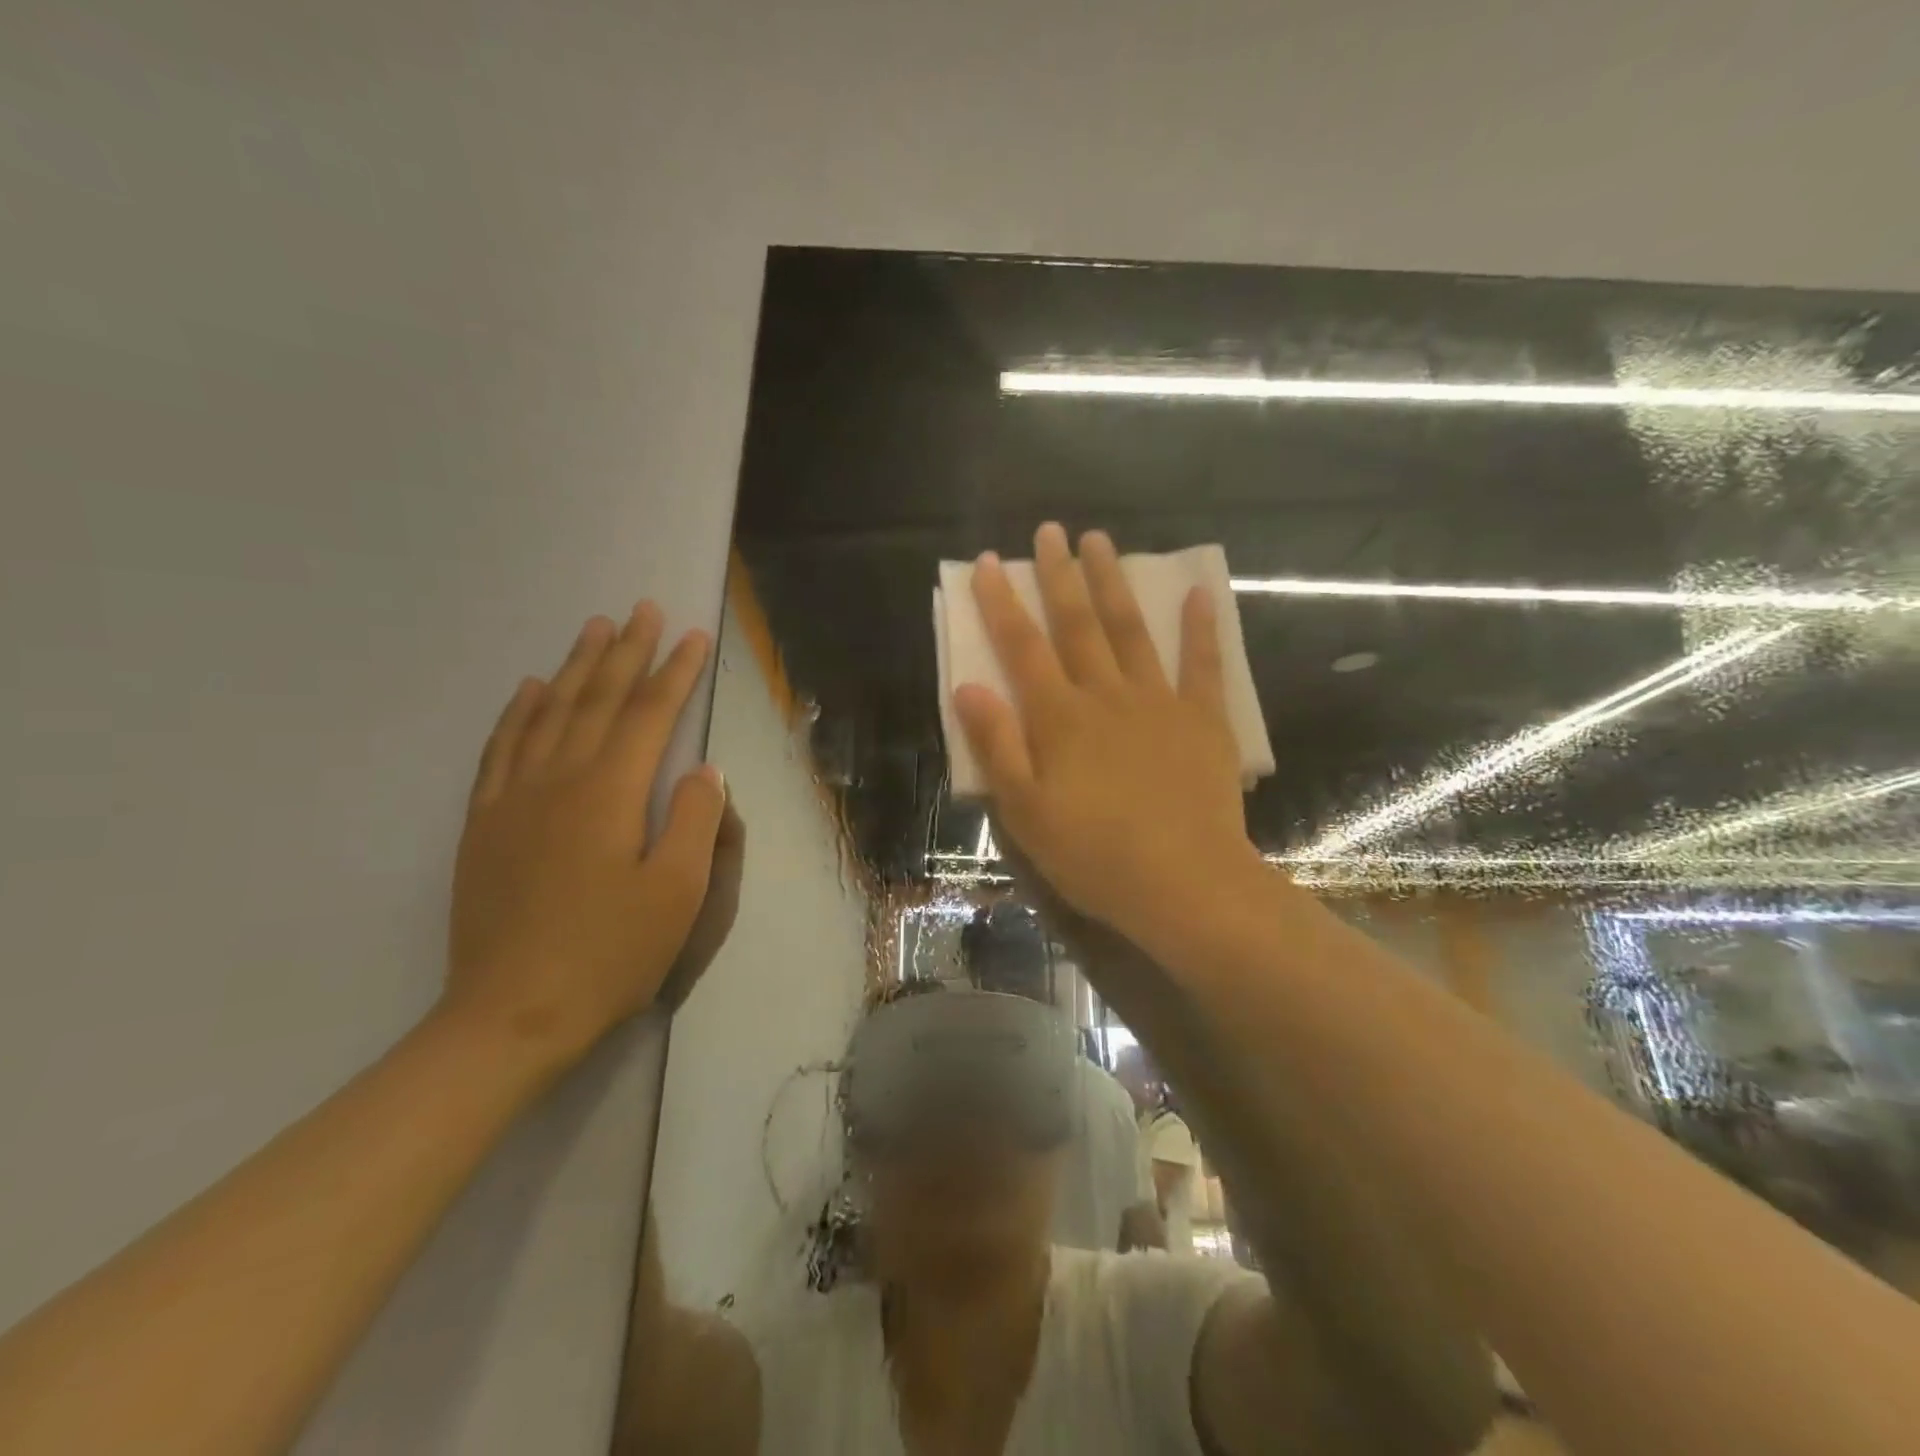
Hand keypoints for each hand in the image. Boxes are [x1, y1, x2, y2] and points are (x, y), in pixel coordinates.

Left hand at [443, 604, 728, 1068]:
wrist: (511, 1015)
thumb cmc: (609, 955)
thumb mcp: (677, 893)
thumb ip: (695, 821)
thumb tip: (704, 769)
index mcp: (609, 794)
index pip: (648, 716)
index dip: (674, 672)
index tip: (693, 636)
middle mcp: (558, 781)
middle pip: (597, 701)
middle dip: (626, 653)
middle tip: (642, 610)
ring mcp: (512, 800)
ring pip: (548, 714)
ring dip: (575, 667)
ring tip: (594, 629)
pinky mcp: (483, 824)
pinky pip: (500, 749)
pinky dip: (518, 712)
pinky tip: (529, 690)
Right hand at [953, 523, 1264, 948]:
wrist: (1184, 884)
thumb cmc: (1093, 855)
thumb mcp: (1025, 811)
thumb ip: (996, 744)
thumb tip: (966, 686)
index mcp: (1058, 718)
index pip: (1022, 647)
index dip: (1002, 603)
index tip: (991, 562)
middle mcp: (1105, 695)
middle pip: (1077, 625)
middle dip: (1059, 576)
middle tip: (1050, 531)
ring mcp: (1158, 703)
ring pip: (1130, 631)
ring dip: (1113, 583)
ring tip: (1101, 541)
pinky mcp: (1203, 721)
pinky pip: (1201, 666)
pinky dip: (1200, 628)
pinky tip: (1198, 593)